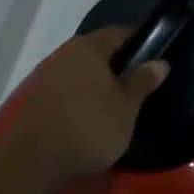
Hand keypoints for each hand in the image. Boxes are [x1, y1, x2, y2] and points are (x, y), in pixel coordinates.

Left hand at [0, 28, 169, 187]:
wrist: (33, 160)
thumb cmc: (89, 126)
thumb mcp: (126, 106)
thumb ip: (142, 81)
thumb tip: (159, 62)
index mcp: (88, 47)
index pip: (119, 33)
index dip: (140, 44)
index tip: (154, 60)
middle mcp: (64, 54)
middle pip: (98, 53)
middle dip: (118, 67)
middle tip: (138, 87)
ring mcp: (46, 77)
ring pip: (81, 74)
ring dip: (98, 86)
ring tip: (116, 107)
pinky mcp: (36, 101)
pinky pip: (67, 92)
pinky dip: (81, 101)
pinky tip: (91, 120)